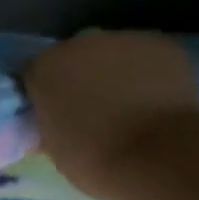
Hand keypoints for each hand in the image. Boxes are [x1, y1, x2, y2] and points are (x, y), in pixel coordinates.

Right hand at [23, 30, 198, 199]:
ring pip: (115, 53)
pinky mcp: (162, 44)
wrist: (158, 157)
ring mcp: (124, 39)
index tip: (56, 112)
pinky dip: (150, 72)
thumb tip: (55, 118)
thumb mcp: (55, 147)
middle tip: (95, 108)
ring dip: (117, 71)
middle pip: (76, 55)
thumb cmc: (95, 159)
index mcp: (45, 68)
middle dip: (82, 76)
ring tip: (132, 105)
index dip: (46, 91)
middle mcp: (80, 43)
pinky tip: (158, 98)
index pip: (36, 72)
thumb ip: (50, 120)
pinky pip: (149, 56)